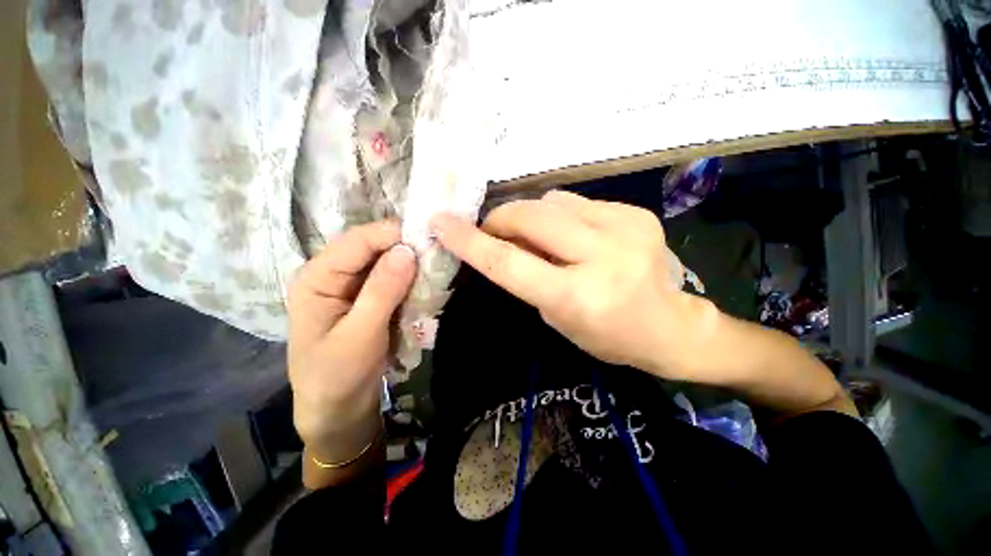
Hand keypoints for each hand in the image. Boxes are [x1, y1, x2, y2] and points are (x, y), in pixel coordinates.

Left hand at [287, 221, 415, 456]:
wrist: (338, 409)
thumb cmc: (338, 376)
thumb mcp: (360, 335)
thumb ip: (382, 291)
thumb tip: (407, 250)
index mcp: (317, 277)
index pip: (357, 241)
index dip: (392, 234)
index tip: (429, 236)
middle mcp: (333, 274)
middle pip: (372, 247)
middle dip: (404, 246)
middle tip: (438, 249)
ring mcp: (353, 286)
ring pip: (385, 261)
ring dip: (410, 262)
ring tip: (436, 262)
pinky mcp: (369, 297)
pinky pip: (392, 278)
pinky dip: (410, 277)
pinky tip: (426, 279)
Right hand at [430, 191, 721, 381]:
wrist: (670, 327)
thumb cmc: (606, 335)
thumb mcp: (556, 315)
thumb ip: (528, 274)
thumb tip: (503, 238)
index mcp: (576, 297)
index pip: (508, 263)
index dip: (470, 241)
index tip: (442, 223)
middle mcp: (601, 258)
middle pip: (530, 216)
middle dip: (502, 217)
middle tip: (493, 228)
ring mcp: (625, 229)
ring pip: (554, 201)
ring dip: (534, 215)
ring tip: (541, 236)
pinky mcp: (637, 214)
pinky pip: (580, 202)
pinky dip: (564, 214)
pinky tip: (576, 233)